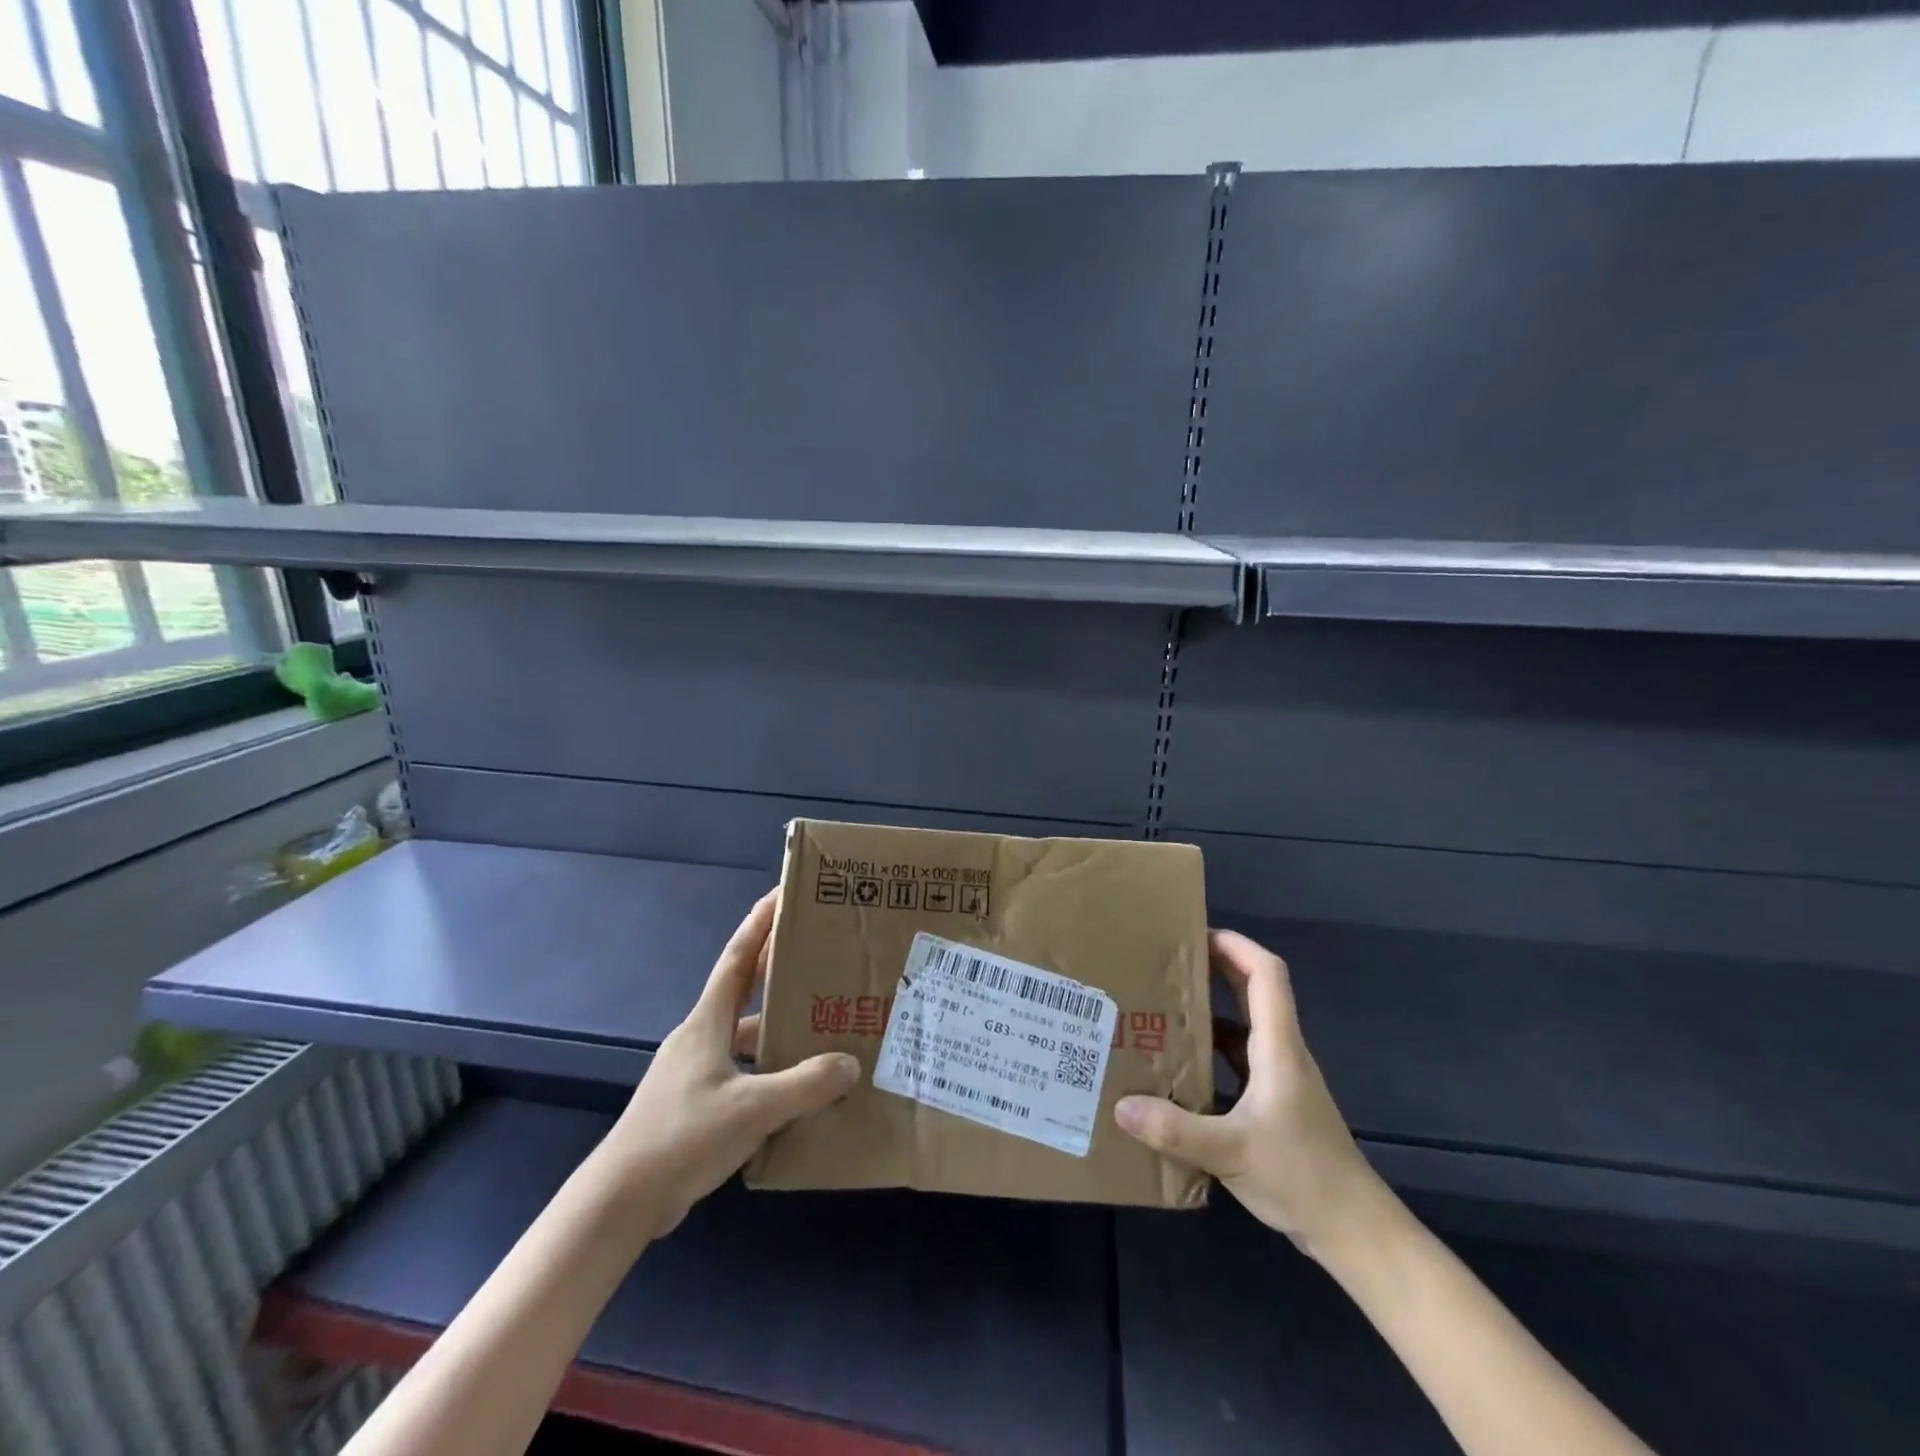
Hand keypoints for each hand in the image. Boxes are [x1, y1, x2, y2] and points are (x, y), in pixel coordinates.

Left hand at [596, 890, 859, 1238]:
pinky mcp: (694, 1104)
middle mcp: (699, 1037)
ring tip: (822, 1028)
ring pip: (745, 1037)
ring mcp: (694, 1072)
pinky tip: (796, 1091)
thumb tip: (850, 1064)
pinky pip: (742, 1072)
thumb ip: (806, 1085)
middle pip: (744, 991)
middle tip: (820, 958)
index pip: (737, 957)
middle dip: (778, 971)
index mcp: (707, 1022)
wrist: (620, 1201)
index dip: (759, 923)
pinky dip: (769, 1072)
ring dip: (778, 1030)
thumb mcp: (753, 1108)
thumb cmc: (683, 1136)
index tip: (783, 894)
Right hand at [1114, 929, 1392, 1260]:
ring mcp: (1281, 1081)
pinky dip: (1213, 1053)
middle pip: (1254, 992)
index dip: (1237, 945)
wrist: (1355, 1233)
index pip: (1266, 974)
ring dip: (1211, 1012)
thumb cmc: (1302, 1177)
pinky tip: (1180, 1070)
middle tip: (1167, 963)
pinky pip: (1240, 1062)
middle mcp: (1282, 1054)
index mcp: (1278, 1047)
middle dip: (1216, 969)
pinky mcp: (1276, 1107)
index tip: (1197, 933)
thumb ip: (1176, 1130)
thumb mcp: (1231, 1153)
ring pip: (1245, 1029)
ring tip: (1163, 1009)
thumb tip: (1121, 1105)